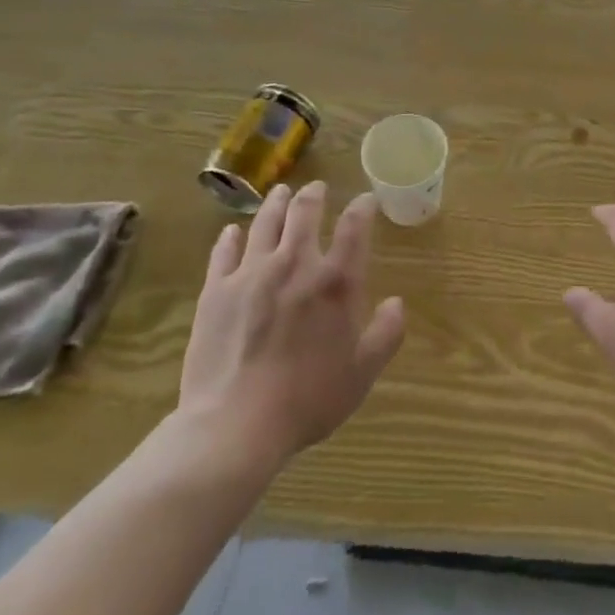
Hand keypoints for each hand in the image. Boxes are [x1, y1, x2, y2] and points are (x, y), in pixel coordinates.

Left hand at [176, 182, 404, 476]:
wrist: (235, 426)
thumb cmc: (307, 400)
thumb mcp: (361, 373)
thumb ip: (385, 334)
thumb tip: (397, 303)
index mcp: (336, 281)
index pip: (354, 226)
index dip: (362, 207)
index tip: (365, 200)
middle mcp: (295, 264)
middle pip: (304, 212)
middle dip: (313, 194)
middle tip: (316, 188)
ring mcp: (251, 273)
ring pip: (265, 222)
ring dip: (276, 203)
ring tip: (281, 193)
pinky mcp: (216, 291)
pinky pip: (223, 252)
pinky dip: (231, 237)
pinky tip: (232, 231)